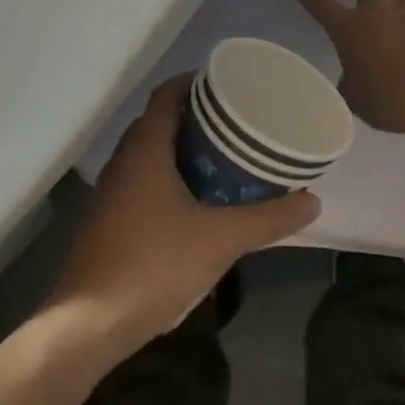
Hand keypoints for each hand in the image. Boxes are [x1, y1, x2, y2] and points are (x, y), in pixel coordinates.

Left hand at [50, 77, 318, 354]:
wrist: (92, 323)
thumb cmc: (155, 266)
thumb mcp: (221, 240)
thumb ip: (268, 219)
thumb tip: (312, 201)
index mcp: (144, 149)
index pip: (166, 94)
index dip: (195, 81)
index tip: (228, 85)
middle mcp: (123, 160)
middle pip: (158, 120)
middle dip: (195, 116)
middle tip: (235, 123)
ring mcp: (111, 190)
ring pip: (148, 151)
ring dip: (180, 147)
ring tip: (222, 157)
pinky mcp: (108, 217)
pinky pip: (141, 178)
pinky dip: (167, 174)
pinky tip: (194, 200)